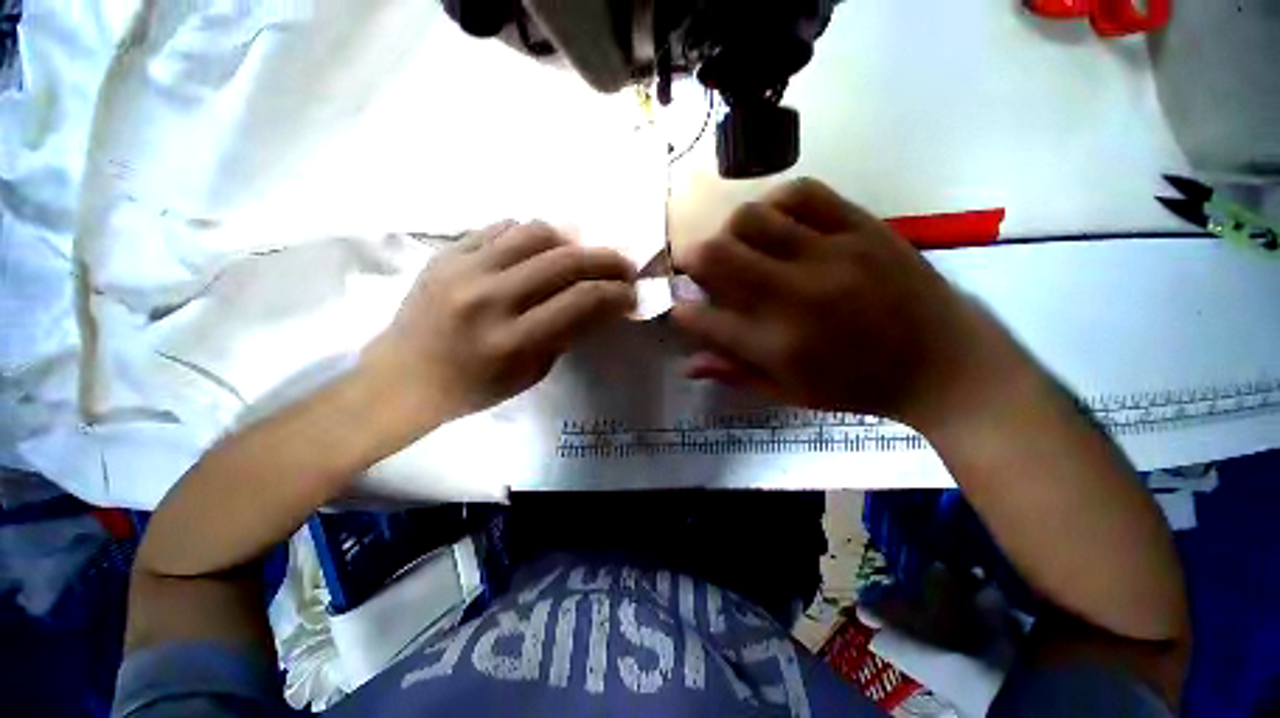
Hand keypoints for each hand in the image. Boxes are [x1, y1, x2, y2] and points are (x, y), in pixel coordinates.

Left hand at [363, 221, 636, 427]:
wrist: (403, 378)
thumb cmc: (474, 387)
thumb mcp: (532, 372)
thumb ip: (567, 333)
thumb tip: (601, 303)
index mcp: (511, 340)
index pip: (580, 300)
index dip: (615, 292)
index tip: (631, 293)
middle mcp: (488, 297)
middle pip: (564, 259)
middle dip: (606, 260)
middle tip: (623, 266)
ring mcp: (462, 269)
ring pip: (535, 232)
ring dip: (570, 242)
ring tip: (579, 256)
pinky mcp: (446, 253)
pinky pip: (501, 228)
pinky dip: (531, 237)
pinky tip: (539, 252)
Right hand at [671, 178, 1030, 431]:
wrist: (944, 364)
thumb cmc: (857, 386)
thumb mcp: (790, 393)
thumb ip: (734, 374)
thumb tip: (687, 365)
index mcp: (775, 346)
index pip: (701, 318)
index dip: (681, 311)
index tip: (683, 308)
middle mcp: (793, 297)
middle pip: (715, 256)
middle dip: (692, 259)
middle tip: (700, 268)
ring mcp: (830, 256)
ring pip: (751, 218)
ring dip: (731, 231)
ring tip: (741, 245)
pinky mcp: (862, 228)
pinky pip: (803, 194)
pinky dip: (776, 203)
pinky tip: (778, 221)